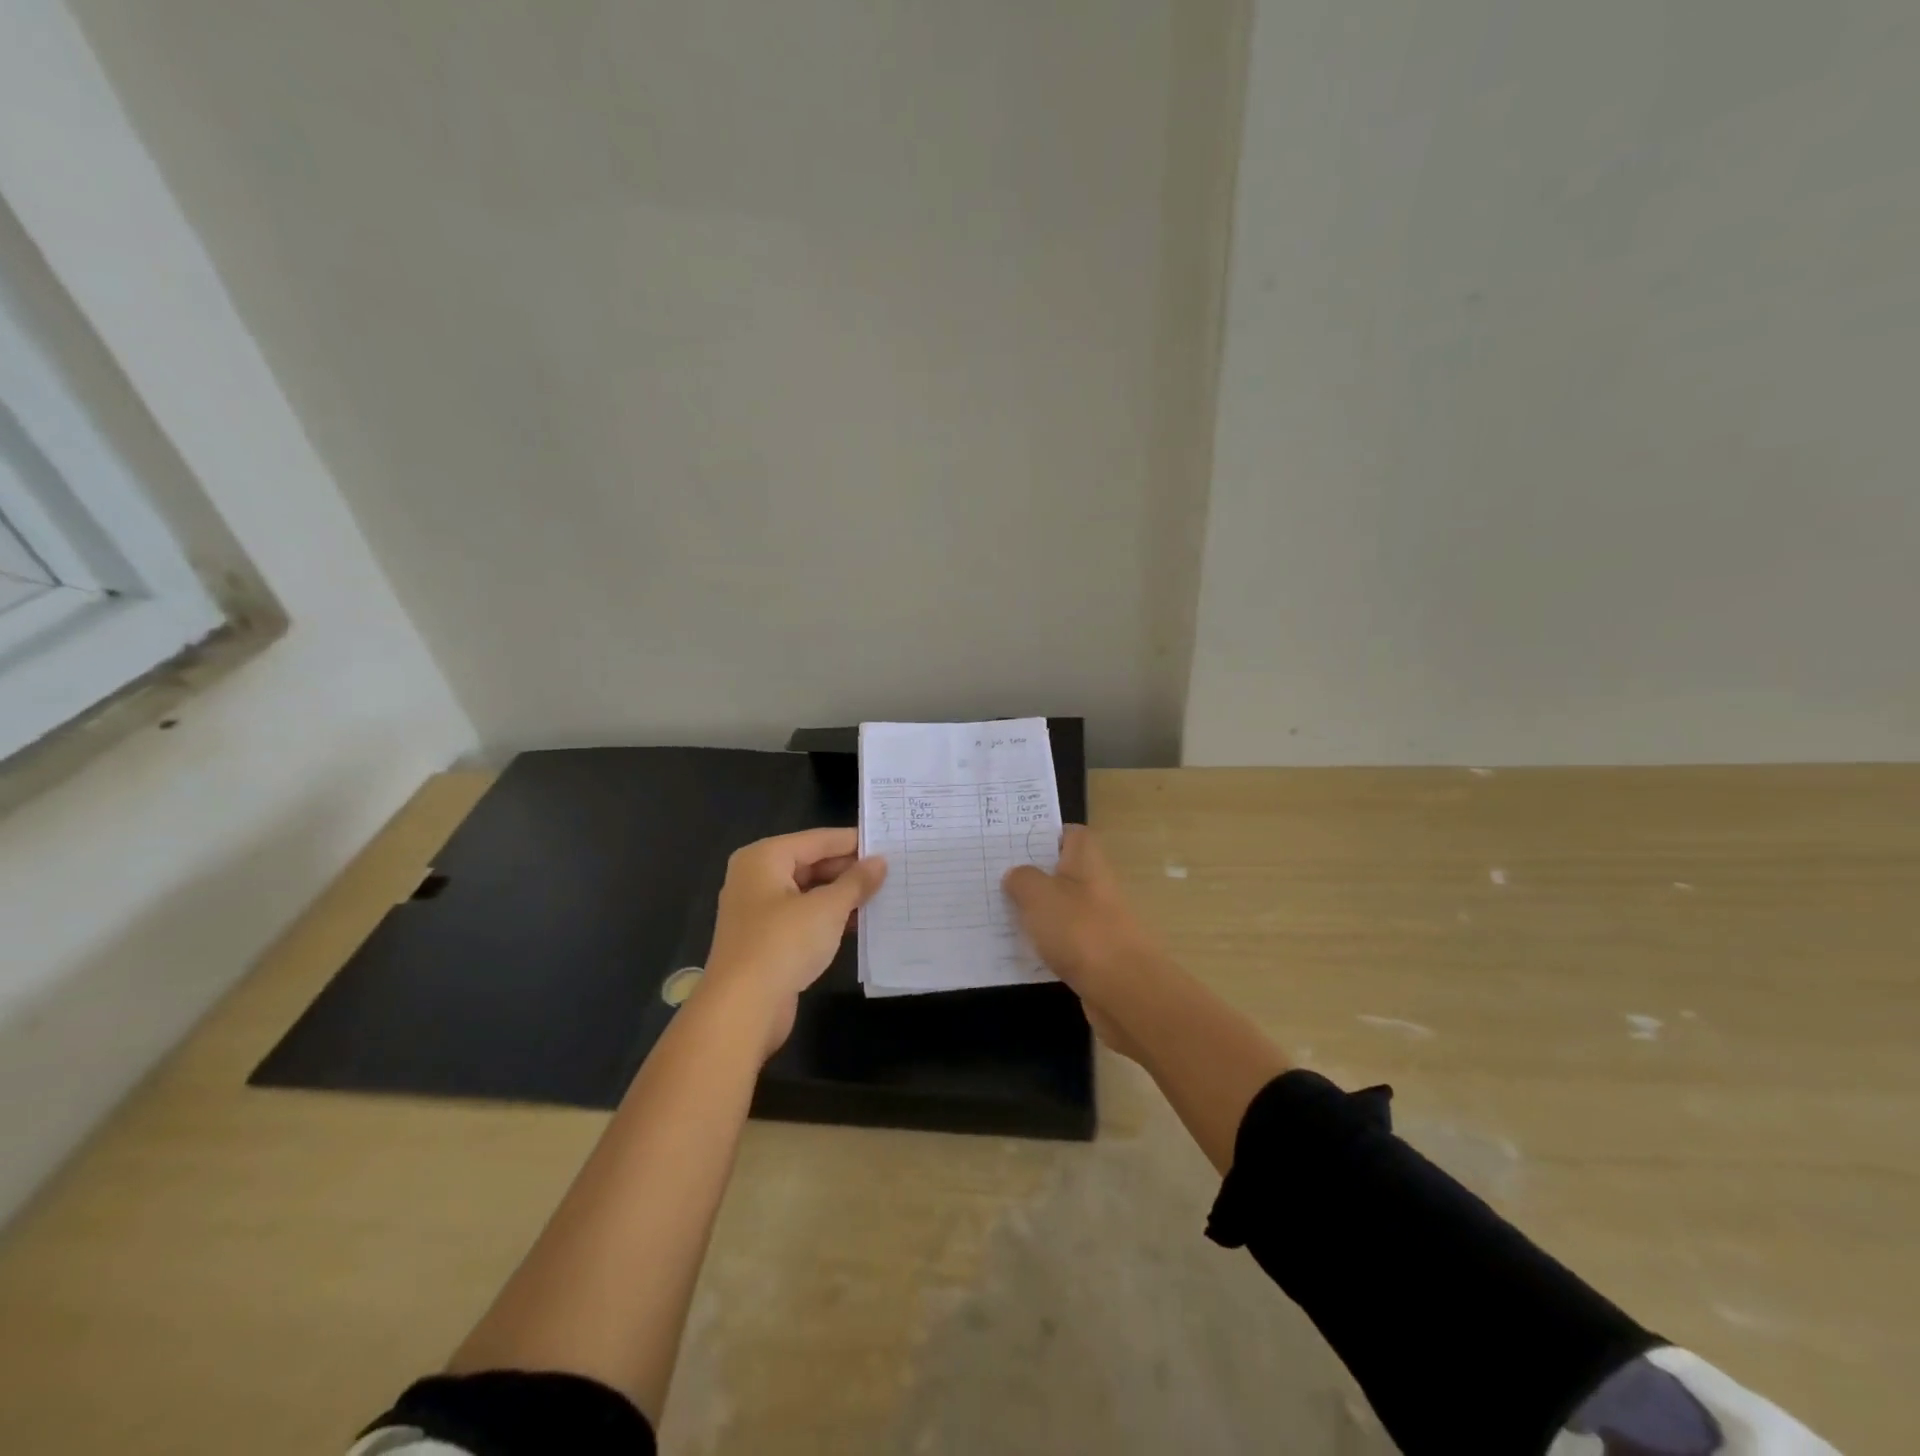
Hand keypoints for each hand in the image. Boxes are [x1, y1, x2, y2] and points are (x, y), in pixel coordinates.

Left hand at [702, 828, 886, 1056]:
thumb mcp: (827, 908)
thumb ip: (856, 882)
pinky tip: (859, 924)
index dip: (853, 842)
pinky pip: (803, 918)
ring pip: (808, 892)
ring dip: (842, 896)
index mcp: (764, 858)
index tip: (889, 842)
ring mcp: (758, 911)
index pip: (817, 839)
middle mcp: (756, 878)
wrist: (742, 1009)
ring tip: (883, 895)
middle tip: (891, 871)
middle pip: (811, 863)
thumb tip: (879, 861)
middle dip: (849, 870)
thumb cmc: (783, 944)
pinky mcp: (765, 940)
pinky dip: (828, 919)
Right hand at [1003, 826, 1160, 1059]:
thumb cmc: (1080, 930)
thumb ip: (1021, 878)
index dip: (1044, 834)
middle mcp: (1095, 885)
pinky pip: (1063, 940)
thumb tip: (1016, 876)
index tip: (1012, 844)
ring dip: (1035, 911)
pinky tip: (1018, 950)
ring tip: (997, 913)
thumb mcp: (1037, 894)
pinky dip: (1044, 943)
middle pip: (1062, 871)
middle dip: (1031, 875)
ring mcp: (1098, 921)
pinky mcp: (1095, 954)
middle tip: (993, 879)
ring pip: (1060, 907)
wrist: (1124, 990)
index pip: (1069, 834)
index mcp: (1086, 860)